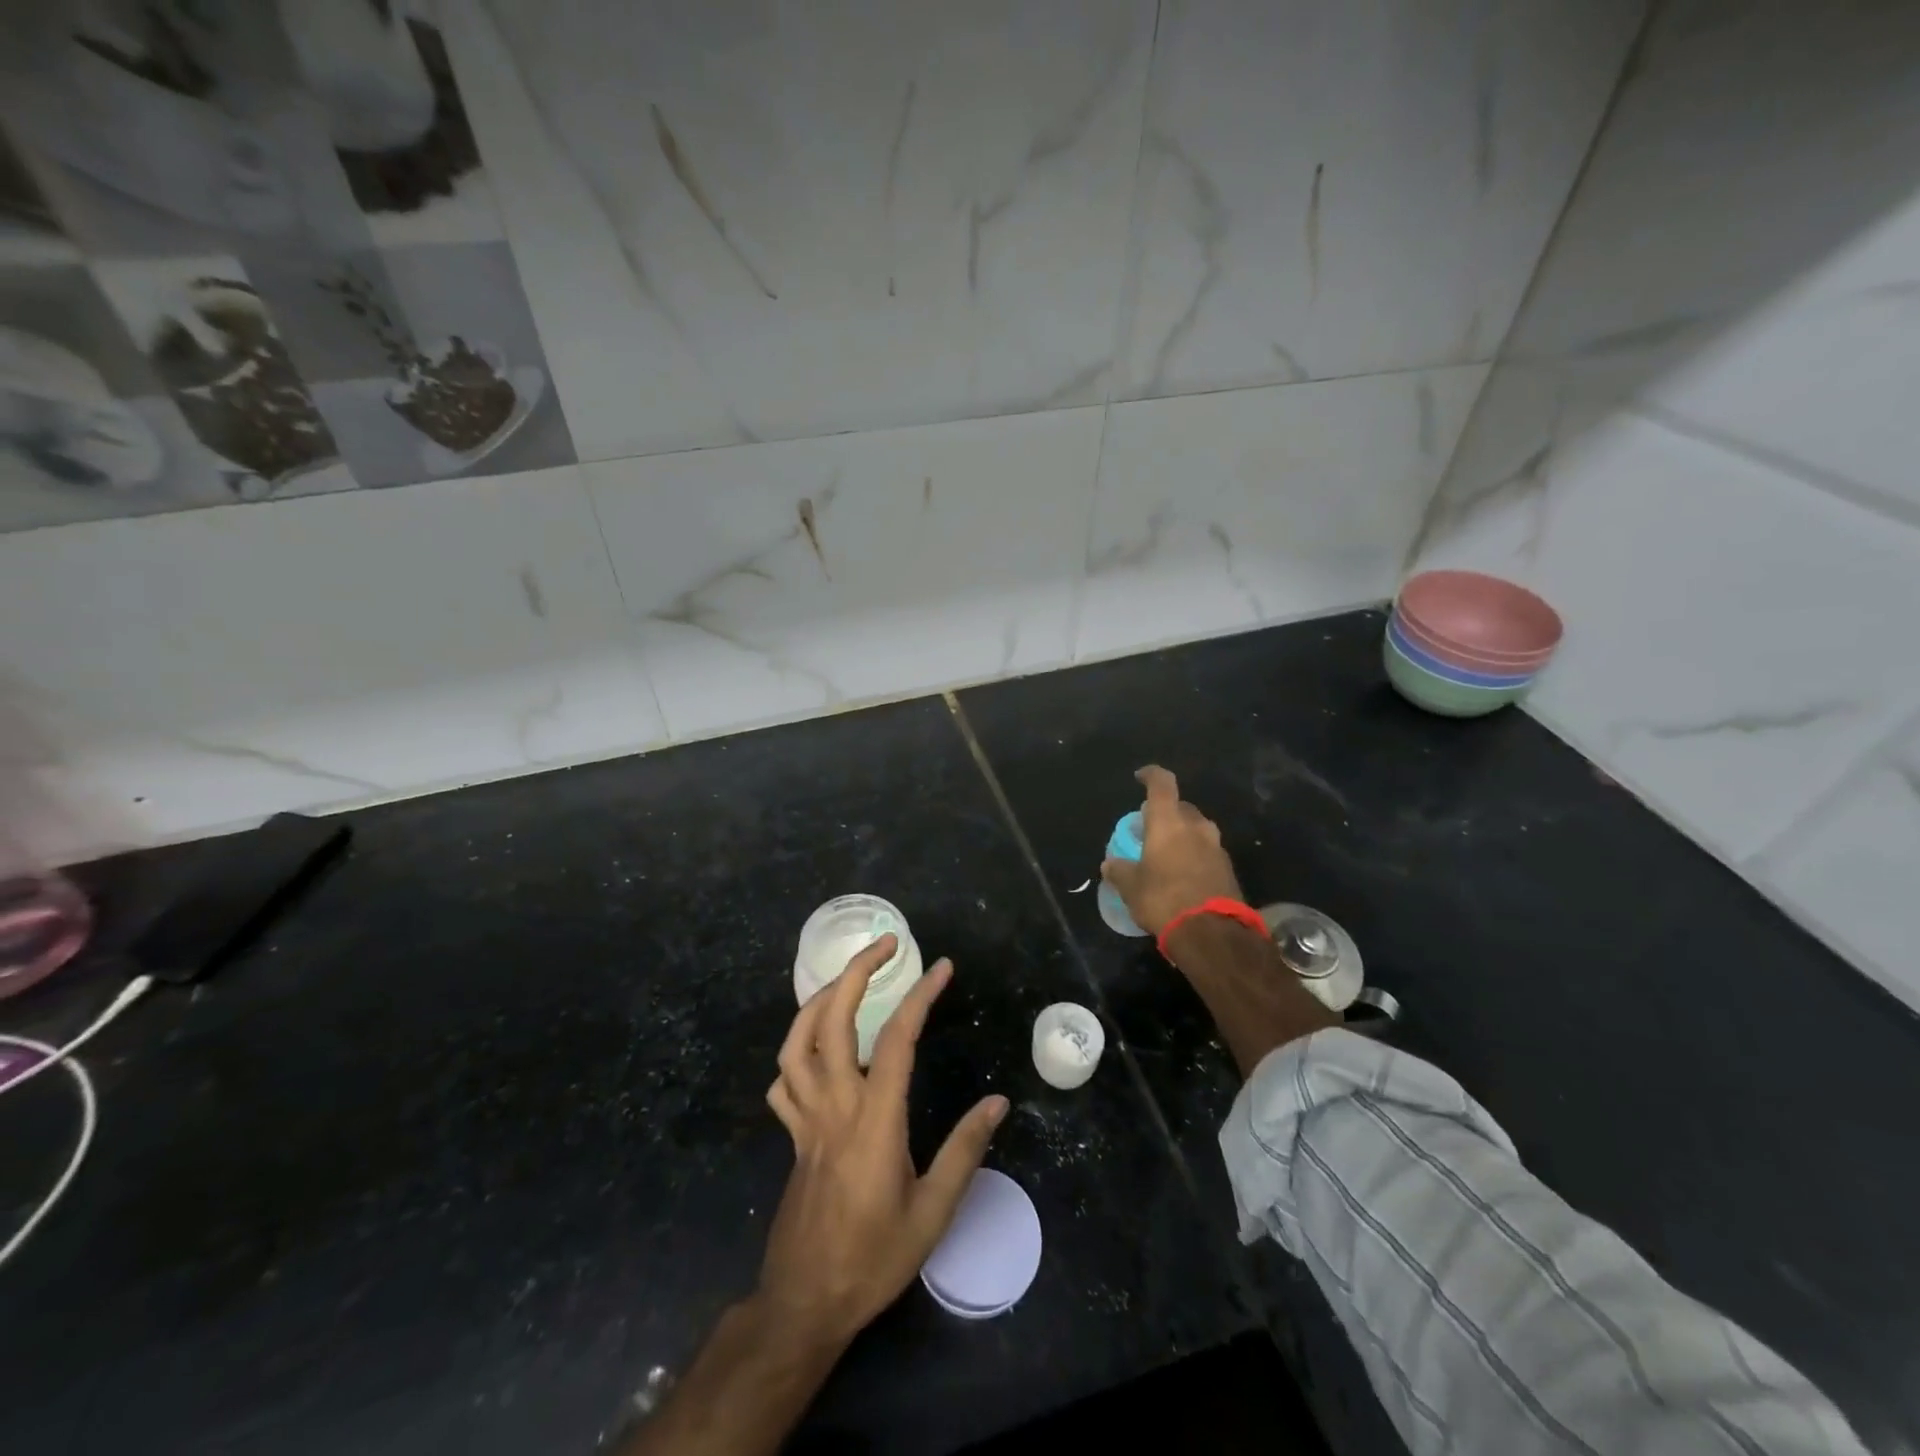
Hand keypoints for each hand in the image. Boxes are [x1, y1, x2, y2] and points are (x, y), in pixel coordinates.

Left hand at [760, 935, 1007, 1348]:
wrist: (805, 1302)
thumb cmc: (873, 1259)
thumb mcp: (933, 1212)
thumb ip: (964, 1151)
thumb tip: (998, 1103)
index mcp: (874, 1119)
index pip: (896, 1038)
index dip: (919, 996)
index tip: (942, 968)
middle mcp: (834, 1105)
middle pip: (832, 1020)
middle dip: (856, 972)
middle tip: (885, 945)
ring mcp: (805, 1118)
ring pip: (796, 1041)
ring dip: (818, 1000)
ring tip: (846, 982)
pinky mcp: (791, 1135)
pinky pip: (782, 1081)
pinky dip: (796, 1054)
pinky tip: (817, 1053)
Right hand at [1100, 765, 1245, 935]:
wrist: (1212, 933)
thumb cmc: (1163, 899)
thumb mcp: (1131, 887)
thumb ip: (1119, 871)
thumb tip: (1109, 864)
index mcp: (1169, 822)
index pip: (1162, 784)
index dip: (1150, 775)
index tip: (1140, 777)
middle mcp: (1196, 827)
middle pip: (1181, 807)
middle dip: (1166, 812)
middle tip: (1150, 827)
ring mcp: (1216, 847)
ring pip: (1197, 829)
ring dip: (1183, 835)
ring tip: (1166, 852)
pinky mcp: (1228, 869)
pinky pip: (1207, 851)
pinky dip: (1194, 855)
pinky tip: (1183, 874)